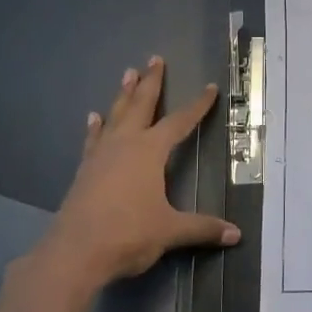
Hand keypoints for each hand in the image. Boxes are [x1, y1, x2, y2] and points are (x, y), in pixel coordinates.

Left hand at [37, 57, 239, 294]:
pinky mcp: (85, 171)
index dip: (197, 106)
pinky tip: (94, 118)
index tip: (209, 88)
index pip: (179, 122)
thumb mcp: (170, 230)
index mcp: (150, 151)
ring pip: (115, 115)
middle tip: (155, 59)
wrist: (74, 252)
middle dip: (151, 82)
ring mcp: (101, 155)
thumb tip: (236, 234)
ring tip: (127, 73)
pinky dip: (96, 127)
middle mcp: (125, 145)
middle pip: (141, 105)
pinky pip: (94, 139)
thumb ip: (202, 228)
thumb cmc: (128, 234)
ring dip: (123, 95)